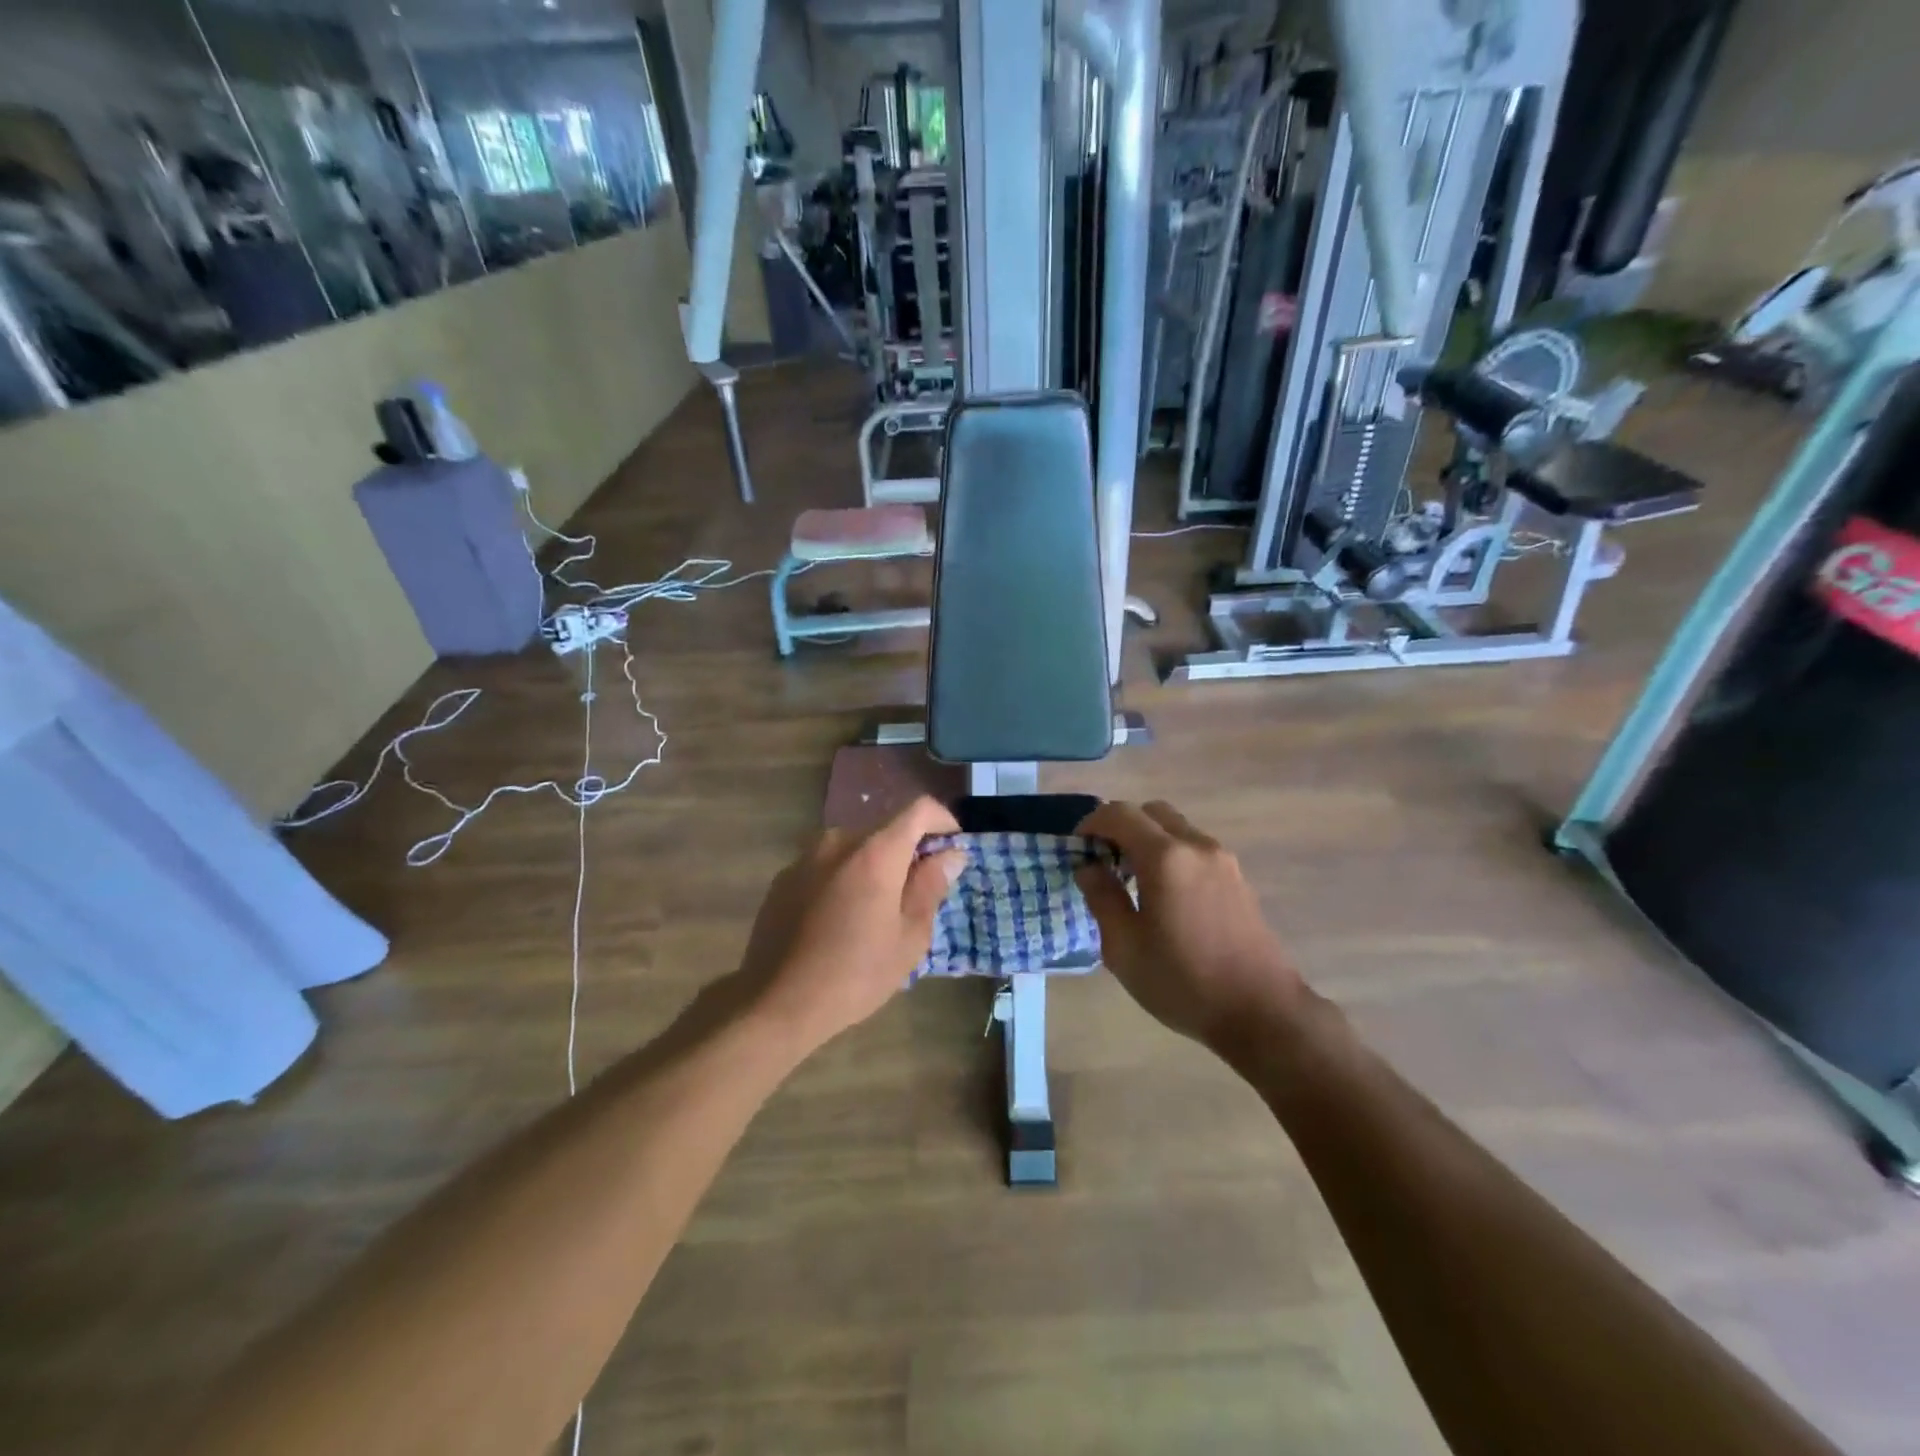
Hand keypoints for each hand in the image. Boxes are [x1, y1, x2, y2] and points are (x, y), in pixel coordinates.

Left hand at [738, 797, 966, 1054]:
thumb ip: (931, 886)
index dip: (944, 822)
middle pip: (886, 829)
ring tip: (877, 911)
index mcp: (876, 851)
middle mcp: (839, 840)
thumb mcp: (909, 937)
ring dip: (875, 866)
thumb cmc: (856, 974)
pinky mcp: (785, 877)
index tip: (952, 850)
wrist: (777, 1002)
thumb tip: (950, 854)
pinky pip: (827, 865)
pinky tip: (840, 919)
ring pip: (856, 848)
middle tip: (918, 894)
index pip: (920, 810)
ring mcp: (807, 856)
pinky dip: (844, 878)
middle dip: (909, 852)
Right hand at [1075, 801, 1307, 1052]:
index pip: (1120, 813)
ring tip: (1132, 880)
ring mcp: (1223, 860)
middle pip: (1151, 812)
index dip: (1091, 823)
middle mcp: (1196, 846)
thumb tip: (1089, 867)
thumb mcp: (1124, 947)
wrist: (1261, 1012)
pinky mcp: (1238, 879)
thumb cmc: (1182, 981)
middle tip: (1104, 860)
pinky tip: (1164, 894)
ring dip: (1148, 839)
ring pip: (1176, 828)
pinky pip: (1195, 848)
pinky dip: (1172, 853)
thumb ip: (1101, 897)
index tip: (1077, 848)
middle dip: (1121, 826)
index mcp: (1165, 857)